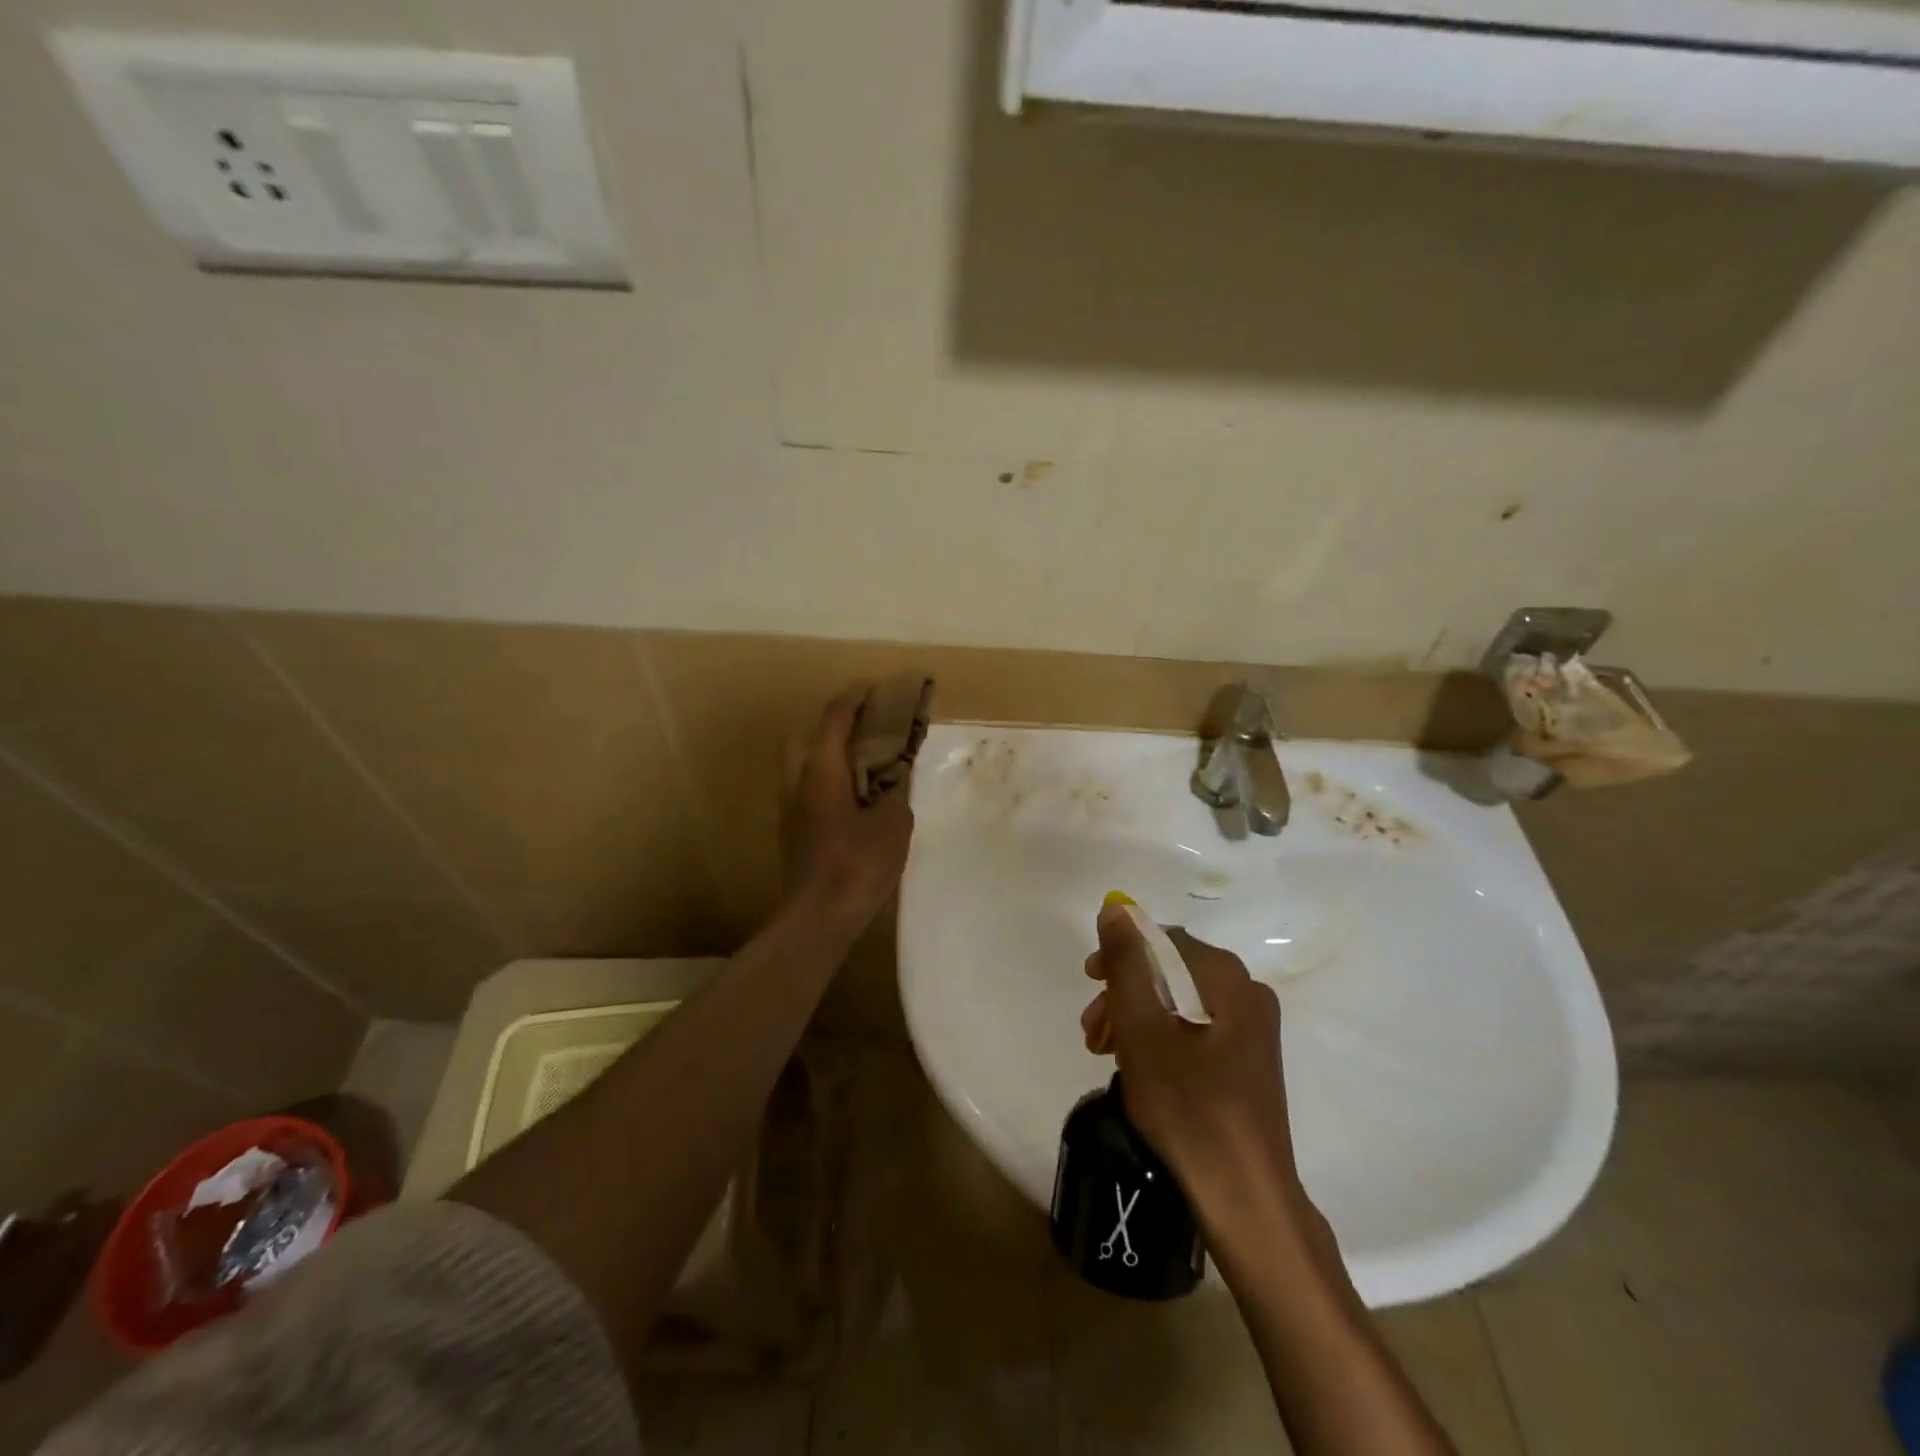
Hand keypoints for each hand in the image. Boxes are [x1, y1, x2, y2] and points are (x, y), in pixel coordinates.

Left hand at [781, 684, 914, 934]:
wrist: (818, 915)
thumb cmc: (858, 862)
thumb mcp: (893, 821)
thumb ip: (896, 788)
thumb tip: (898, 770)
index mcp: (822, 768)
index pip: (835, 717)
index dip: (855, 697)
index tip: (875, 687)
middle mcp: (798, 780)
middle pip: (808, 737)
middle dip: (833, 728)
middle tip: (866, 734)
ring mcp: (789, 807)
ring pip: (803, 766)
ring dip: (829, 757)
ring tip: (865, 769)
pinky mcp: (791, 831)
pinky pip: (807, 790)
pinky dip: (827, 782)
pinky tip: (854, 802)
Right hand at [1080, 905, 1306, 1223]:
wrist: (1244, 1199)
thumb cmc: (1189, 1108)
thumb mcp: (1143, 1030)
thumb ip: (1127, 964)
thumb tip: (1116, 909)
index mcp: (1230, 981)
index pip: (1164, 940)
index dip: (1121, 953)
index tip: (1088, 980)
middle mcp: (1248, 995)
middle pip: (1171, 972)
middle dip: (1124, 993)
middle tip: (1092, 1028)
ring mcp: (1252, 1031)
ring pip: (1179, 1003)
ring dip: (1136, 1018)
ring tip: (1104, 1051)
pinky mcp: (1247, 1062)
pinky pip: (1194, 1030)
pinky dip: (1158, 1039)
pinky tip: (1135, 1067)